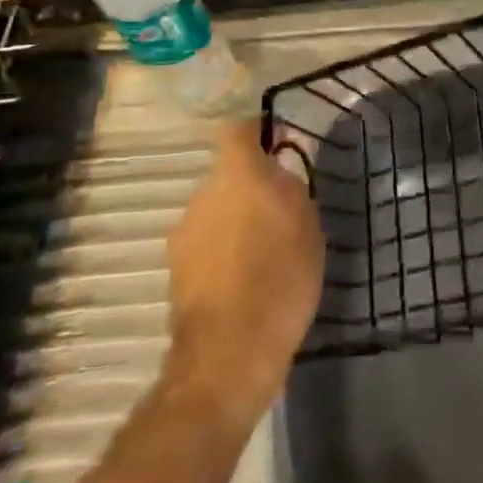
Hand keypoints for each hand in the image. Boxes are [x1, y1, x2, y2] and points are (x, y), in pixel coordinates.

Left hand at [163, 120, 324, 416]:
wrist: (230, 350)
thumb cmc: (282, 278)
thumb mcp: (308, 227)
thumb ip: (291, 189)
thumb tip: (278, 170)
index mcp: (238, 176)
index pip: (238, 132)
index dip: (257, 134)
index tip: (278, 146)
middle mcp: (203, 194)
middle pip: (227, 174)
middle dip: (251, 186)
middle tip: (281, 210)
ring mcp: (183, 231)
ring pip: (215, 208)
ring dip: (235, 218)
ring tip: (264, 249)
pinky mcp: (174, 265)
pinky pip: (205, 240)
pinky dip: (222, 248)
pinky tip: (244, 276)